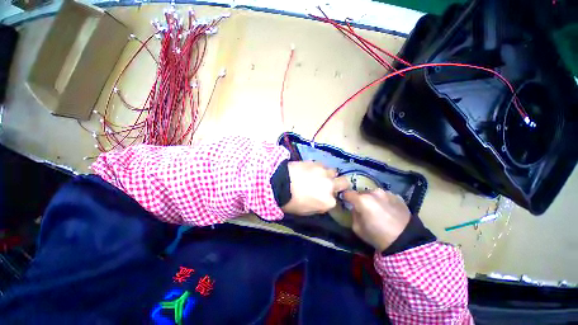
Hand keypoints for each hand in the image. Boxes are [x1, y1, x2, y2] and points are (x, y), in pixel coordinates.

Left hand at [282, 161, 349, 215]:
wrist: (279, 183)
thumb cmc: (291, 202)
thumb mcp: (305, 211)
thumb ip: (318, 206)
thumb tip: (321, 200)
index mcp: (328, 202)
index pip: (335, 201)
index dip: (328, 198)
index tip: (322, 197)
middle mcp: (330, 186)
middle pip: (344, 182)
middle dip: (339, 184)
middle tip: (330, 184)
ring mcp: (323, 172)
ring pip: (333, 171)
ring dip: (328, 174)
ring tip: (318, 175)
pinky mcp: (315, 162)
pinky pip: (321, 165)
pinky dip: (318, 167)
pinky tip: (309, 169)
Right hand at [343, 189, 410, 251]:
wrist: (406, 241)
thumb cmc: (378, 236)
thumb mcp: (357, 228)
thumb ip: (353, 214)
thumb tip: (355, 208)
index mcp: (362, 200)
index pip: (348, 193)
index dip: (345, 197)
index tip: (346, 202)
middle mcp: (374, 192)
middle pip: (361, 193)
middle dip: (360, 199)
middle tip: (363, 209)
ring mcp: (386, 193)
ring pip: (374, 194)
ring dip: (372, 199)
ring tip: (377, 209)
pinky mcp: (397, 196)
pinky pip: (385, 196)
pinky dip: (383, 201)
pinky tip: (387, 211)